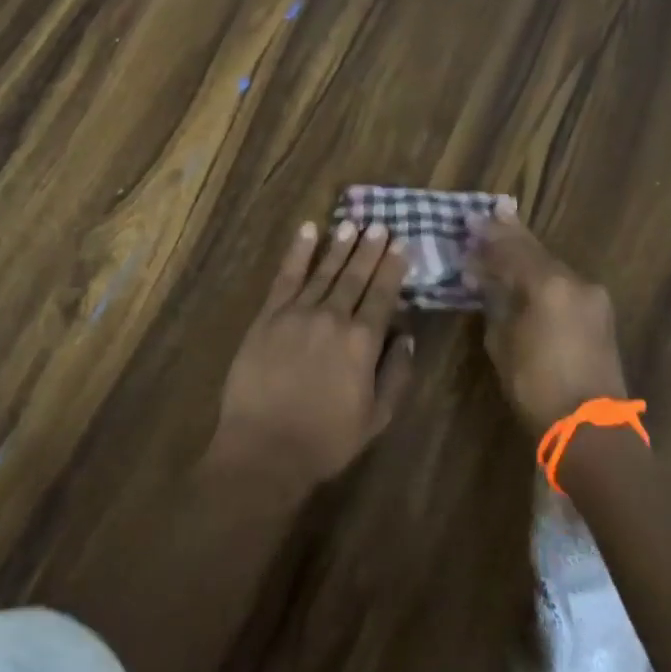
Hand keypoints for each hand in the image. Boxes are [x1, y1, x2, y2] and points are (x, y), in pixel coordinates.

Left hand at [208, 220, 415, 496]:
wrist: (265, 447)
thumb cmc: (326, 440)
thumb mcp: (376, 418)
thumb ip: (396, 374)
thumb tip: (406, 336)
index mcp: (362, 342)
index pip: (382, 295)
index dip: (392, 268)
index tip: (401, 245)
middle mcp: (332, 318)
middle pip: (354, 276)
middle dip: (369, 249)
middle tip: (380, 225)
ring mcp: (297, 313)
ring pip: (323, 271)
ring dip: (339, 245)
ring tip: (352, 223)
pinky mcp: (268, 316)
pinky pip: (285, 276)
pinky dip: (297, 252)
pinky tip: (308, 231)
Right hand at [466, 201, 626, 435]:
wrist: (590, 427)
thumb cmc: (535, 385)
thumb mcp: (501, 341)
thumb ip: (495, 301)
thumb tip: (486, 280)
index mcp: (548, 284)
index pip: (512, 248)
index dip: (489, 235)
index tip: (470, 220)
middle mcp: (574, 281)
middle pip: (535, 250)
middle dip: (509, 236)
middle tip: (489, 216)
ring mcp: (592, 297)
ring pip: (551, 266)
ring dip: (526, 257)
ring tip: (502, 245)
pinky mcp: (600, 314)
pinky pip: (564, 284)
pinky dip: (542, 276)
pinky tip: (526, 276)